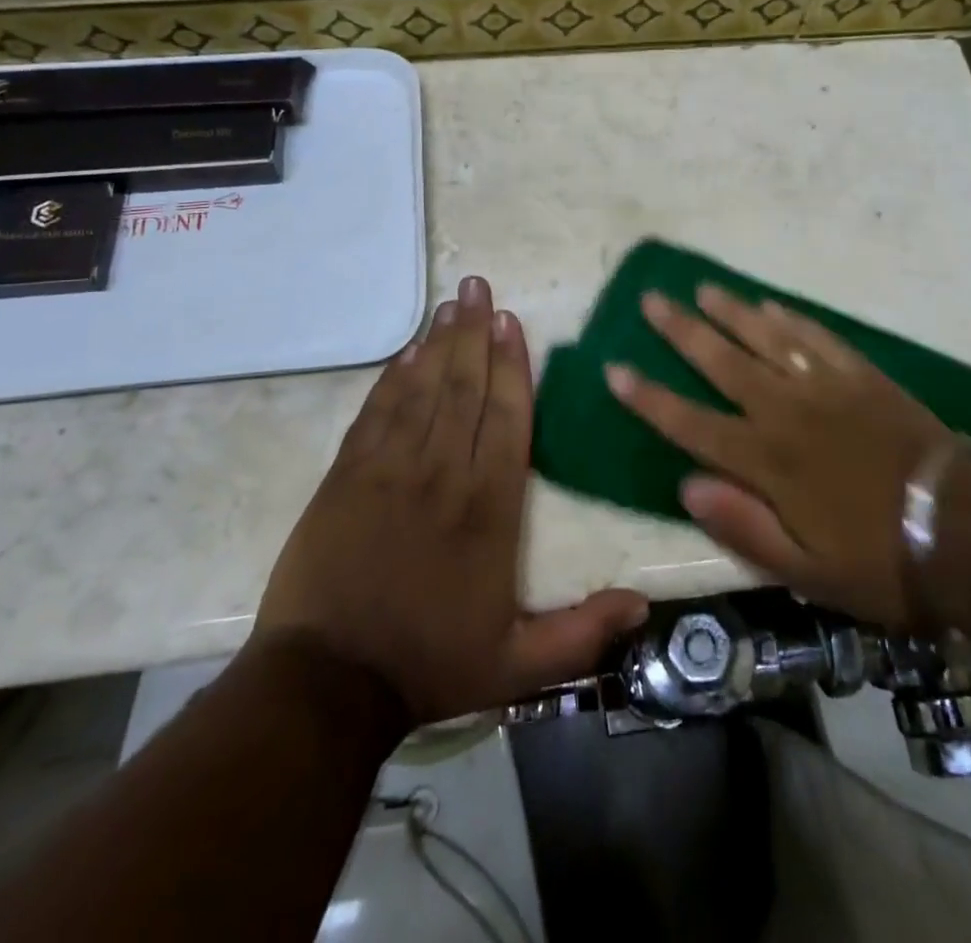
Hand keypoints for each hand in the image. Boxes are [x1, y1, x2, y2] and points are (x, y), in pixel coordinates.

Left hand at [256, 275, 648, 726]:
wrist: (326, 684)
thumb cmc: (428, 665)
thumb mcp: (518, 667)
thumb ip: (584, 634)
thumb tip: (644, 604)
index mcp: (488, 507)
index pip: (506, 418)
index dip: (511, 365)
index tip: (511, 321)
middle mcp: (442, 473)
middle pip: (463, 388)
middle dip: (473, 332)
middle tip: (478, 286)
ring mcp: (389, 469)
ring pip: (421, 390)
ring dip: (437, 343)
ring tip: (450, 303)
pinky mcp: (346, 475)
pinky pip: (376, 412)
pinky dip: (392, 379)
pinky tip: (405, 352)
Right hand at [605, 285, 970, 633]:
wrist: (970, 534)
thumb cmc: (883, 562)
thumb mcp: (807, 573)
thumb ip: (743, 527)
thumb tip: (686, 485)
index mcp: (767, 462)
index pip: (691, 423)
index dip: (649, 397)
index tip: (615, 369)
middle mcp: (787, 413)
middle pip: (722, 363)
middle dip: (681, 331)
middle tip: (650, 300)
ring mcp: (827, 388)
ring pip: (766, 339)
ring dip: (730, 311)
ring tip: (701, 287)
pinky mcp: (863, 378)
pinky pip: (818, 338)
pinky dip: (791, 319)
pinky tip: (770, 305)